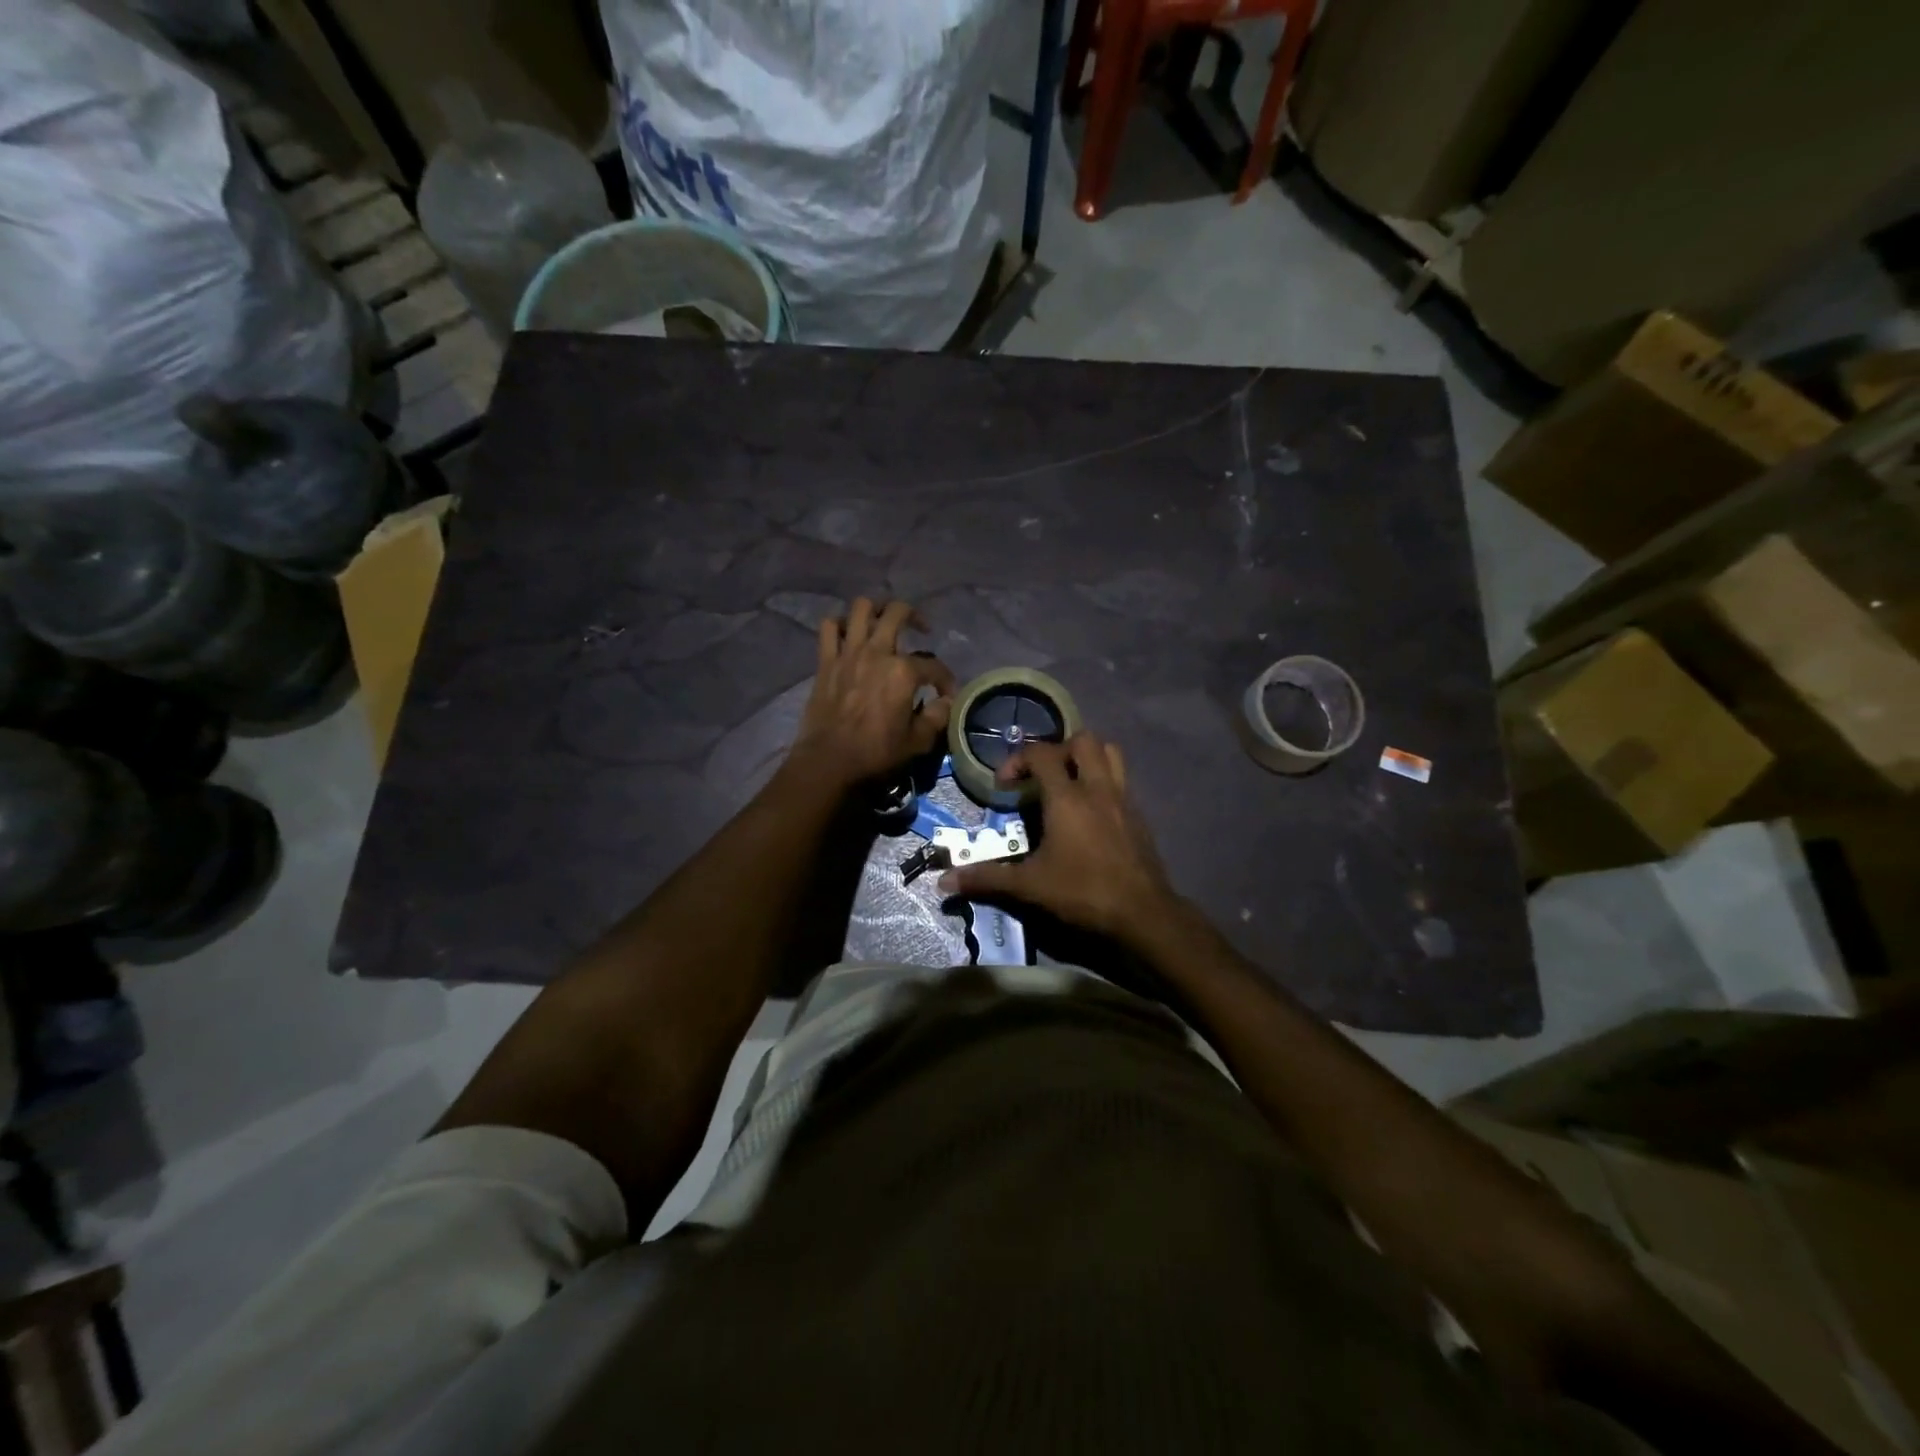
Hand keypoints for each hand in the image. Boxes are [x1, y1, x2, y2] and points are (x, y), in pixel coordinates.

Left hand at [788, 598, 955, 791]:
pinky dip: (841, 624)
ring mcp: (848, 652)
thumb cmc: (876, 753)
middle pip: (898, 612)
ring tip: (884, 621)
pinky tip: (850, 634)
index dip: (945, 679)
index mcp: (903, 672)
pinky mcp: (826, 660)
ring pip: (862, 608)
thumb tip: (946, 702)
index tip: (945, 694)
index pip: (934, 666)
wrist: (829, 760)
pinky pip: (830, 627)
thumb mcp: (917, 742)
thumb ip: (936, 717)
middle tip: (921, 629)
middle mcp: (877, 652)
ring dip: (876, 609)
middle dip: (915, 616)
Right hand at [940, 731, 1177, 940]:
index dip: (1017, 760)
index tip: (1004, 785)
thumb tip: (944, 881)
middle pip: (1083, 740)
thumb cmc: (1083, 892)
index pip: (1041, 754)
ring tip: (1068, 781)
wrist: (1143, 913)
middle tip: (1040, 775)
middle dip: (1057, 749)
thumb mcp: (1030, 886)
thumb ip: (987, 878)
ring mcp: (1123, 798)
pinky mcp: (1139, 815)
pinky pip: (1121, 779)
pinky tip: (1090, 811)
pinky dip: (1103, 781)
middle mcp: (1097, 788)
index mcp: (1068, 797)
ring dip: (1087, 757)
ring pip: (1110, 752)